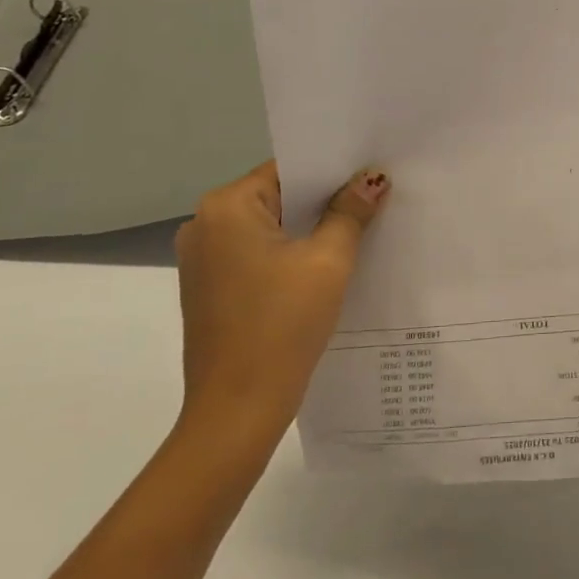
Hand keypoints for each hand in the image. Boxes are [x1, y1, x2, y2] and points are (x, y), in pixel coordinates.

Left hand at [174, 162, 389, 455]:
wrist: (238, 408)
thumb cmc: (283, 324)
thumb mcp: (328, 261)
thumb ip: (350, 212)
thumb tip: (372, 179)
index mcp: (226, 208)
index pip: (288, 170)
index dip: (332, 170)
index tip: (371, 172)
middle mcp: (204, 224)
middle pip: (278, 196)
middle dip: (324, 200)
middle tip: (375, 198)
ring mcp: (203, 259)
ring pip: (270, 227)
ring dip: (309, 229)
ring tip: (359, 229)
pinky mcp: (211, 287)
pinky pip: (258, 253)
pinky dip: (290, 254)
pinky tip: (325, 266)